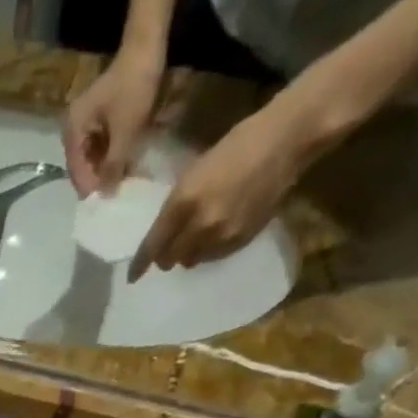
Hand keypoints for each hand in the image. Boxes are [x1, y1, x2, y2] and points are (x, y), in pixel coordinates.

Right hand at [63, 51, 163, 196]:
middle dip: (97, 179)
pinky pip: (100, 146)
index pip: (76, 169)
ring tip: (119, 183)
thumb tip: (106, 194)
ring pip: (91, 157)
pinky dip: (109, 156)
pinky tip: (121, 165)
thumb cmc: (134, 89)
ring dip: (104, 169)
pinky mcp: (98, 119)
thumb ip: (113, 166)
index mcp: (73, 130)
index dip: (90, 187)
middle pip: (82, 165)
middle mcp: (73, 128)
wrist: (146, 48)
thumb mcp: (125, 132)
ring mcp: (85, 123)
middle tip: (113, 195)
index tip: (105, 202)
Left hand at [129, 103, 311, 279]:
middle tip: (170, 246)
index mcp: (183, 202)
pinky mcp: (240, 240)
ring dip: (189, 253)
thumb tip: (162, 233)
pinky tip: (217, 232)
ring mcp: (221, 235)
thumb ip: (176, 206)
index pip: (153, 246)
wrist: (285, 141)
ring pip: (191, 261)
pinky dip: (209, 250)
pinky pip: (214, 257)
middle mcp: (199, 225)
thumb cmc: (236, 146)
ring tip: (197, 235)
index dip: (140, 264)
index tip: (132, 276)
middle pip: (170, 259)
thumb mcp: (194, 172)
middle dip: (166, 255)